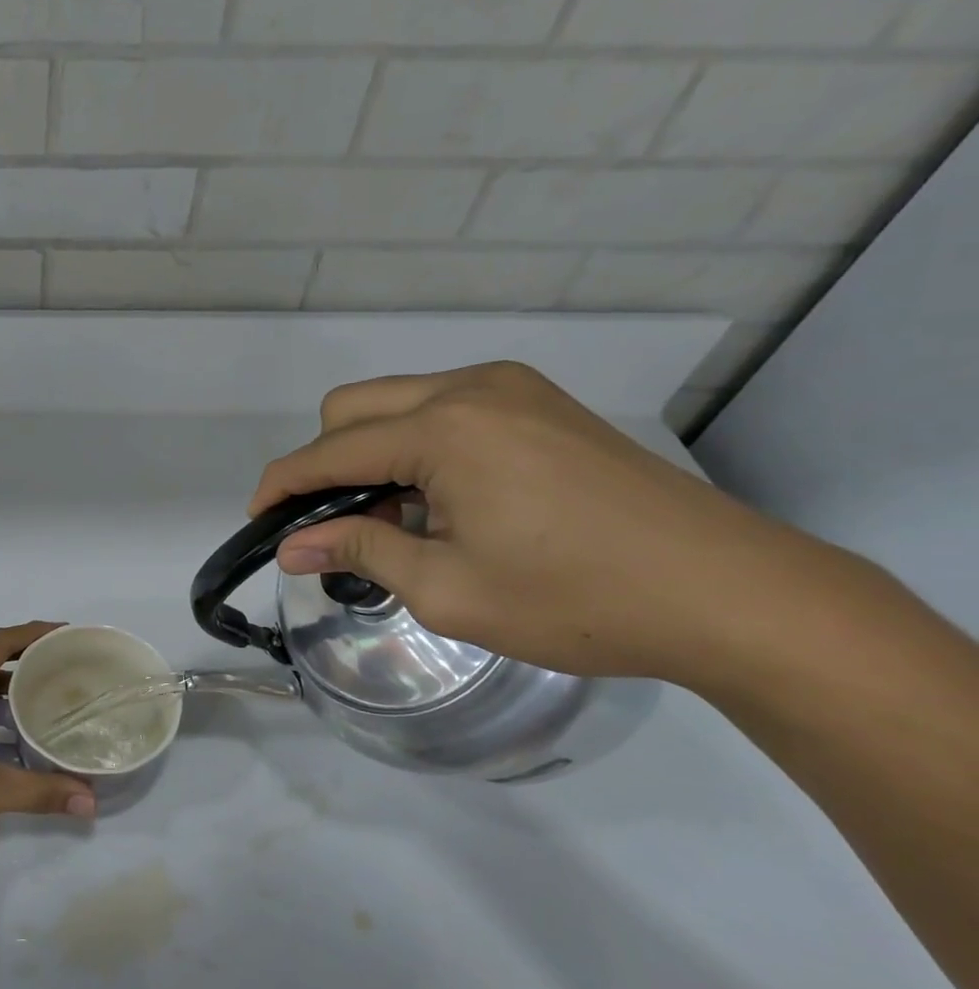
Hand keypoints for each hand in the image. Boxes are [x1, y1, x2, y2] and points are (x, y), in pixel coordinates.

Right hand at [249, 362, 823, 689]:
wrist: (729, 594)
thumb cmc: (575, 599)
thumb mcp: (448, 589)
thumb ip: (360, 553)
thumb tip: (293, 546)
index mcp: (444, 429)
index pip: (329, 451)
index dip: (282, 486)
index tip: (258, 521)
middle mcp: (471, 389)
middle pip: (352, 407)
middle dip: (323, 462)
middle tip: (332, 526)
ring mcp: (512, 389)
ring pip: (397, 403)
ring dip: (371, 454)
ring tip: (392, 521)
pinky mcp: (540, 404)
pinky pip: (444, 410)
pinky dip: (416, 447)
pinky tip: (441, 501)